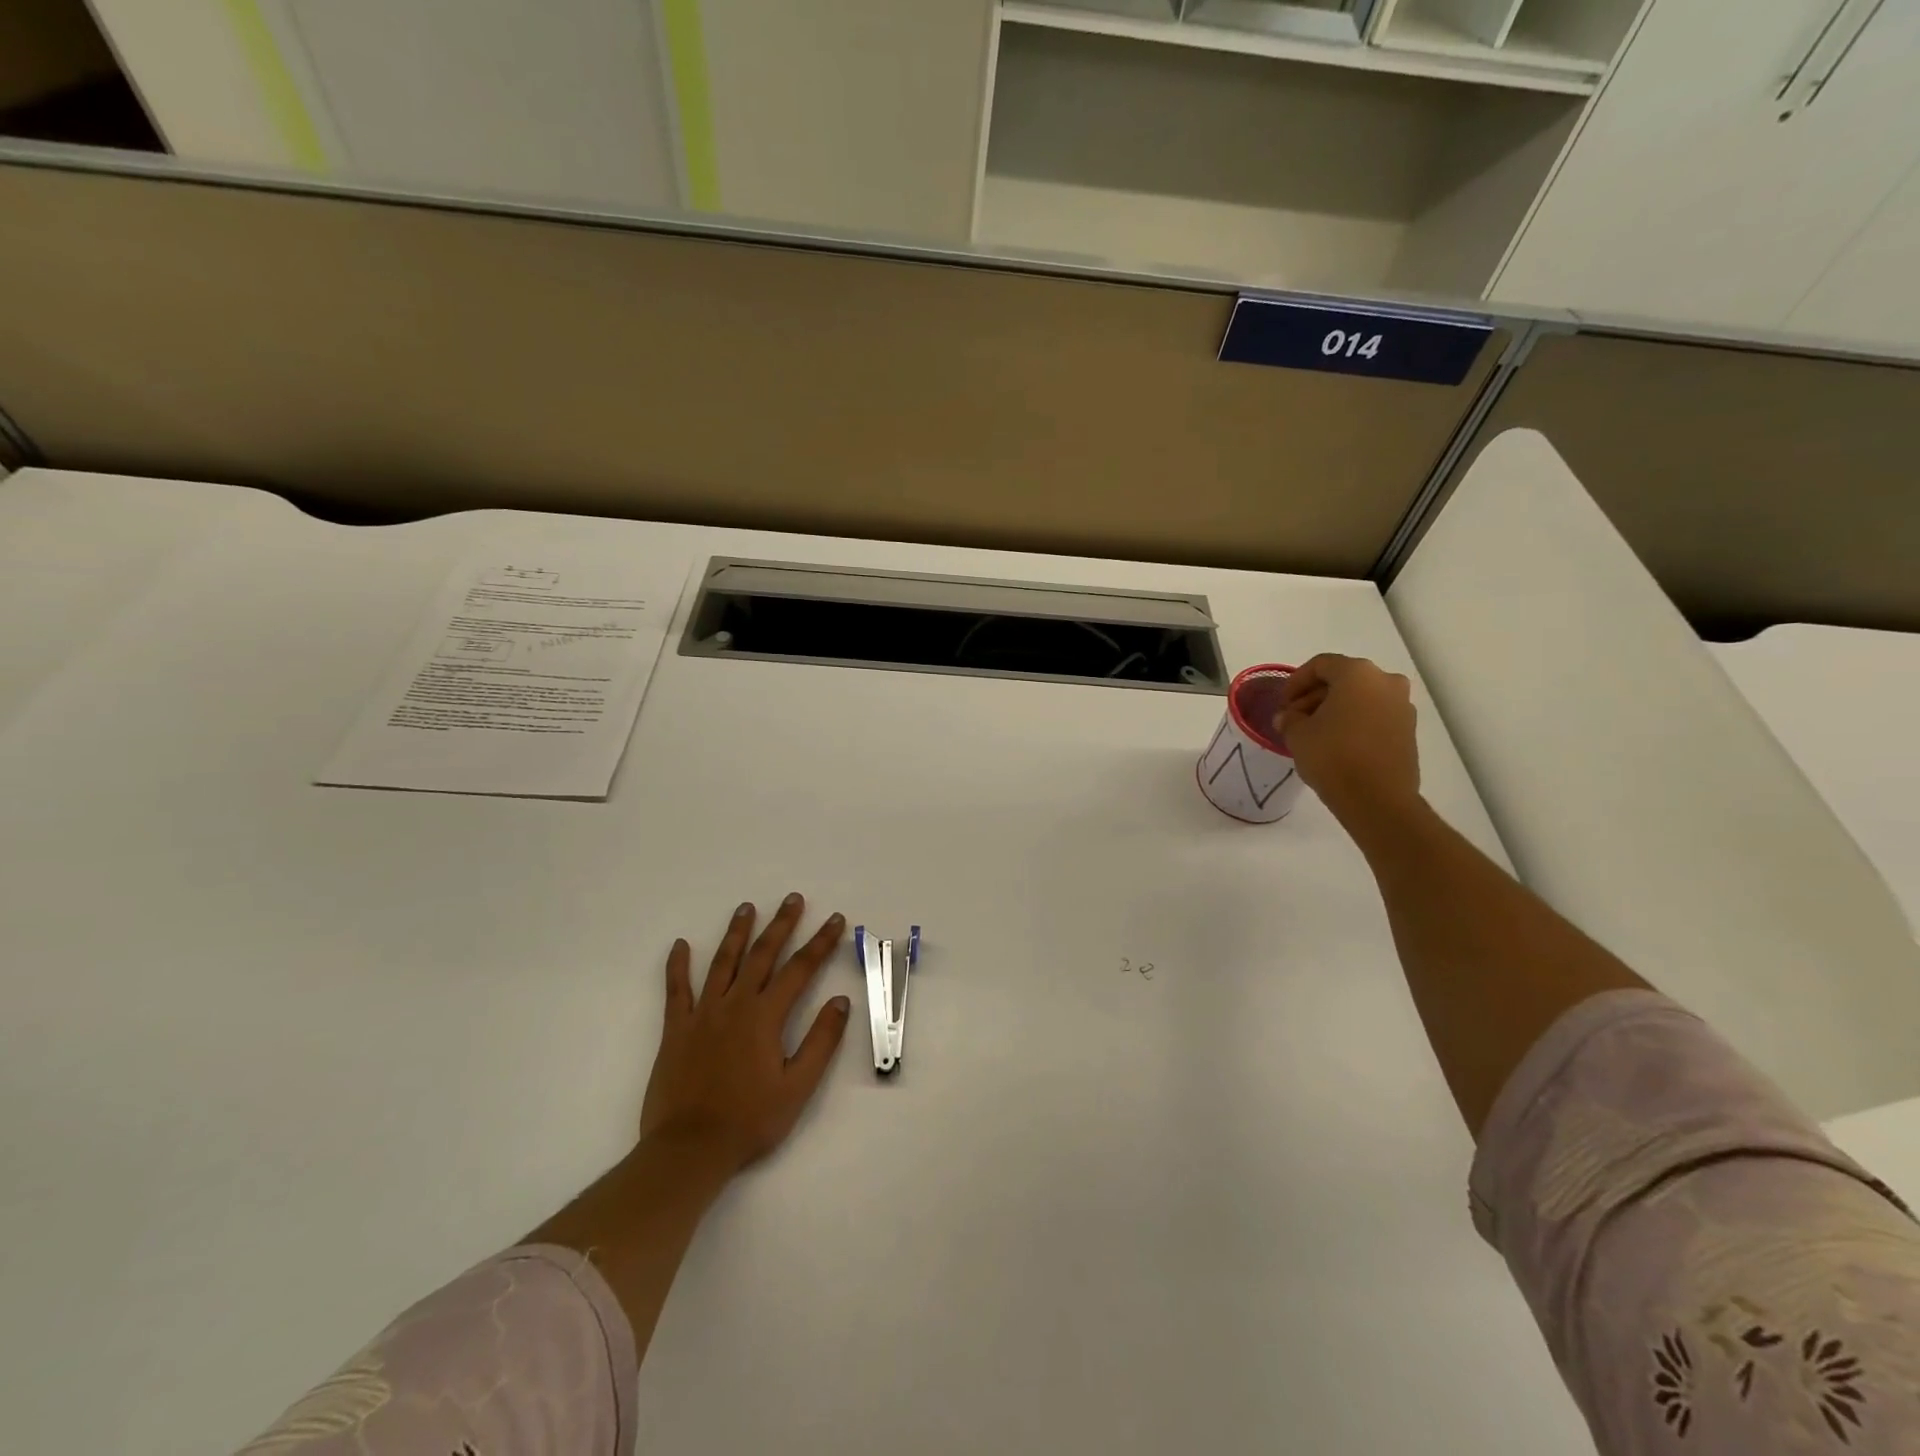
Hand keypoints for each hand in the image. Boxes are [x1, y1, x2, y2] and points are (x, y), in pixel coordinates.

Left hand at [640, 894, 850, 1175]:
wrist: (689, 1149)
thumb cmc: (750, 1121)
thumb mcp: (798, 1087)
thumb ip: (821, 1041)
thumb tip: (840, 1000)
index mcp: (766, 1016)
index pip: (800, 969)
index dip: (820, 942)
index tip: (835, 920)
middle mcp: (735, 1004)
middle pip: (762, 955)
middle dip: (781, 924)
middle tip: (793, 898)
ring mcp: (702, 1014)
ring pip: (722, 963)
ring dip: (736, 933)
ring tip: (746, 907)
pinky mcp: (675, 1030)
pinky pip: (676, 990)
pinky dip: (677, 966)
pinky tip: (680, 945)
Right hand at [1277, 653, 1421, 827]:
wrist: (1377, 799)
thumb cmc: (1332, 756)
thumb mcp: (1297, 734)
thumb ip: (1290, 718)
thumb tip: (1289, 717)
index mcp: (1357, 674)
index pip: (1320, 665)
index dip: (1296, 681)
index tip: (1283, 703)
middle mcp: (1386, 681)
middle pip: (1343, 679)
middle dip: (1315, 695)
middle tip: (1295, 717)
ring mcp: (1402, 705)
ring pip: (1361, 697)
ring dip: (1335, 708)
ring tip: (1314, 732)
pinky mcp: (1408, 729)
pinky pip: (1375, 715)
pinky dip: (1354, 721)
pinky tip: (1337, 742)